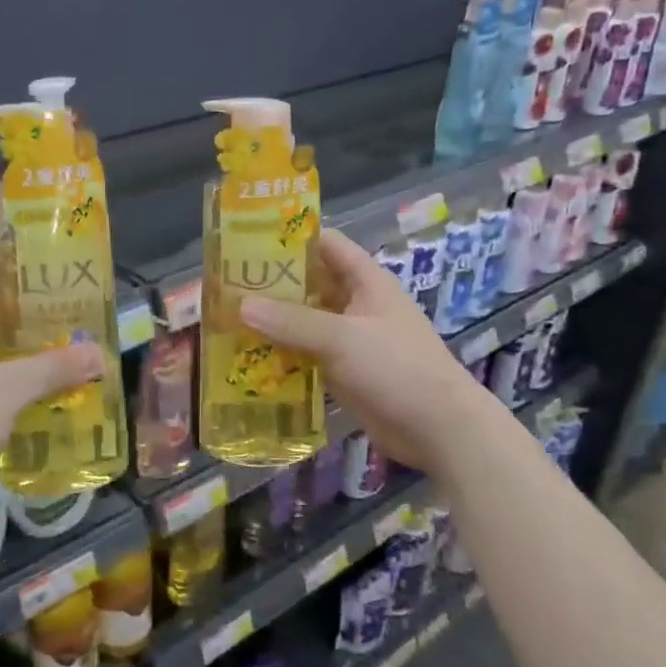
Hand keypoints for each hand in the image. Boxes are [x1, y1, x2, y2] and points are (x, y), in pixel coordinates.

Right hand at [242, 228, 482, 471]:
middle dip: (272, 283)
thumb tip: (240, 305)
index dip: (291, 237)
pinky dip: (282, 352)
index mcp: (366, 281)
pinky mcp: (344, 370)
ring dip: (274, 320)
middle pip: (310, 283)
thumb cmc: (396, 368)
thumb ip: (291, 321)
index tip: (248, 239)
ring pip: (305, 320)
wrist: (439, 430)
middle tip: (226, 284)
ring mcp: (351, 339)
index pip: (326, 244)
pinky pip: (307, 353)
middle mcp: (357, 304)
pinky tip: (249, 356)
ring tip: (227, 318)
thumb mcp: (342, 338)